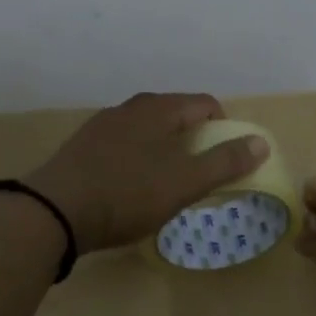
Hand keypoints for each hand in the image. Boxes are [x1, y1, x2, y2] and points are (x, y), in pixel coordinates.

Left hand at [27, 93, 267, 254]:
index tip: (226, 160)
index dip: (224, 129)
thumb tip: (261, 142)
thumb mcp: (183, 182)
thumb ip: (225, 162)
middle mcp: (131, 107)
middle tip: (200, 174)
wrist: (54, 211)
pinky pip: (124, 145)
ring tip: (167, 184)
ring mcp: (103, 125)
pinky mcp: (83, 146)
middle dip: (194, 140)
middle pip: (176, 115)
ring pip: (148, 130)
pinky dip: (138, 159)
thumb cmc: (127, 194)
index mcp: (159, 108)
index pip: (205, 104)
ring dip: (165, 150)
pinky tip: (131, 187)